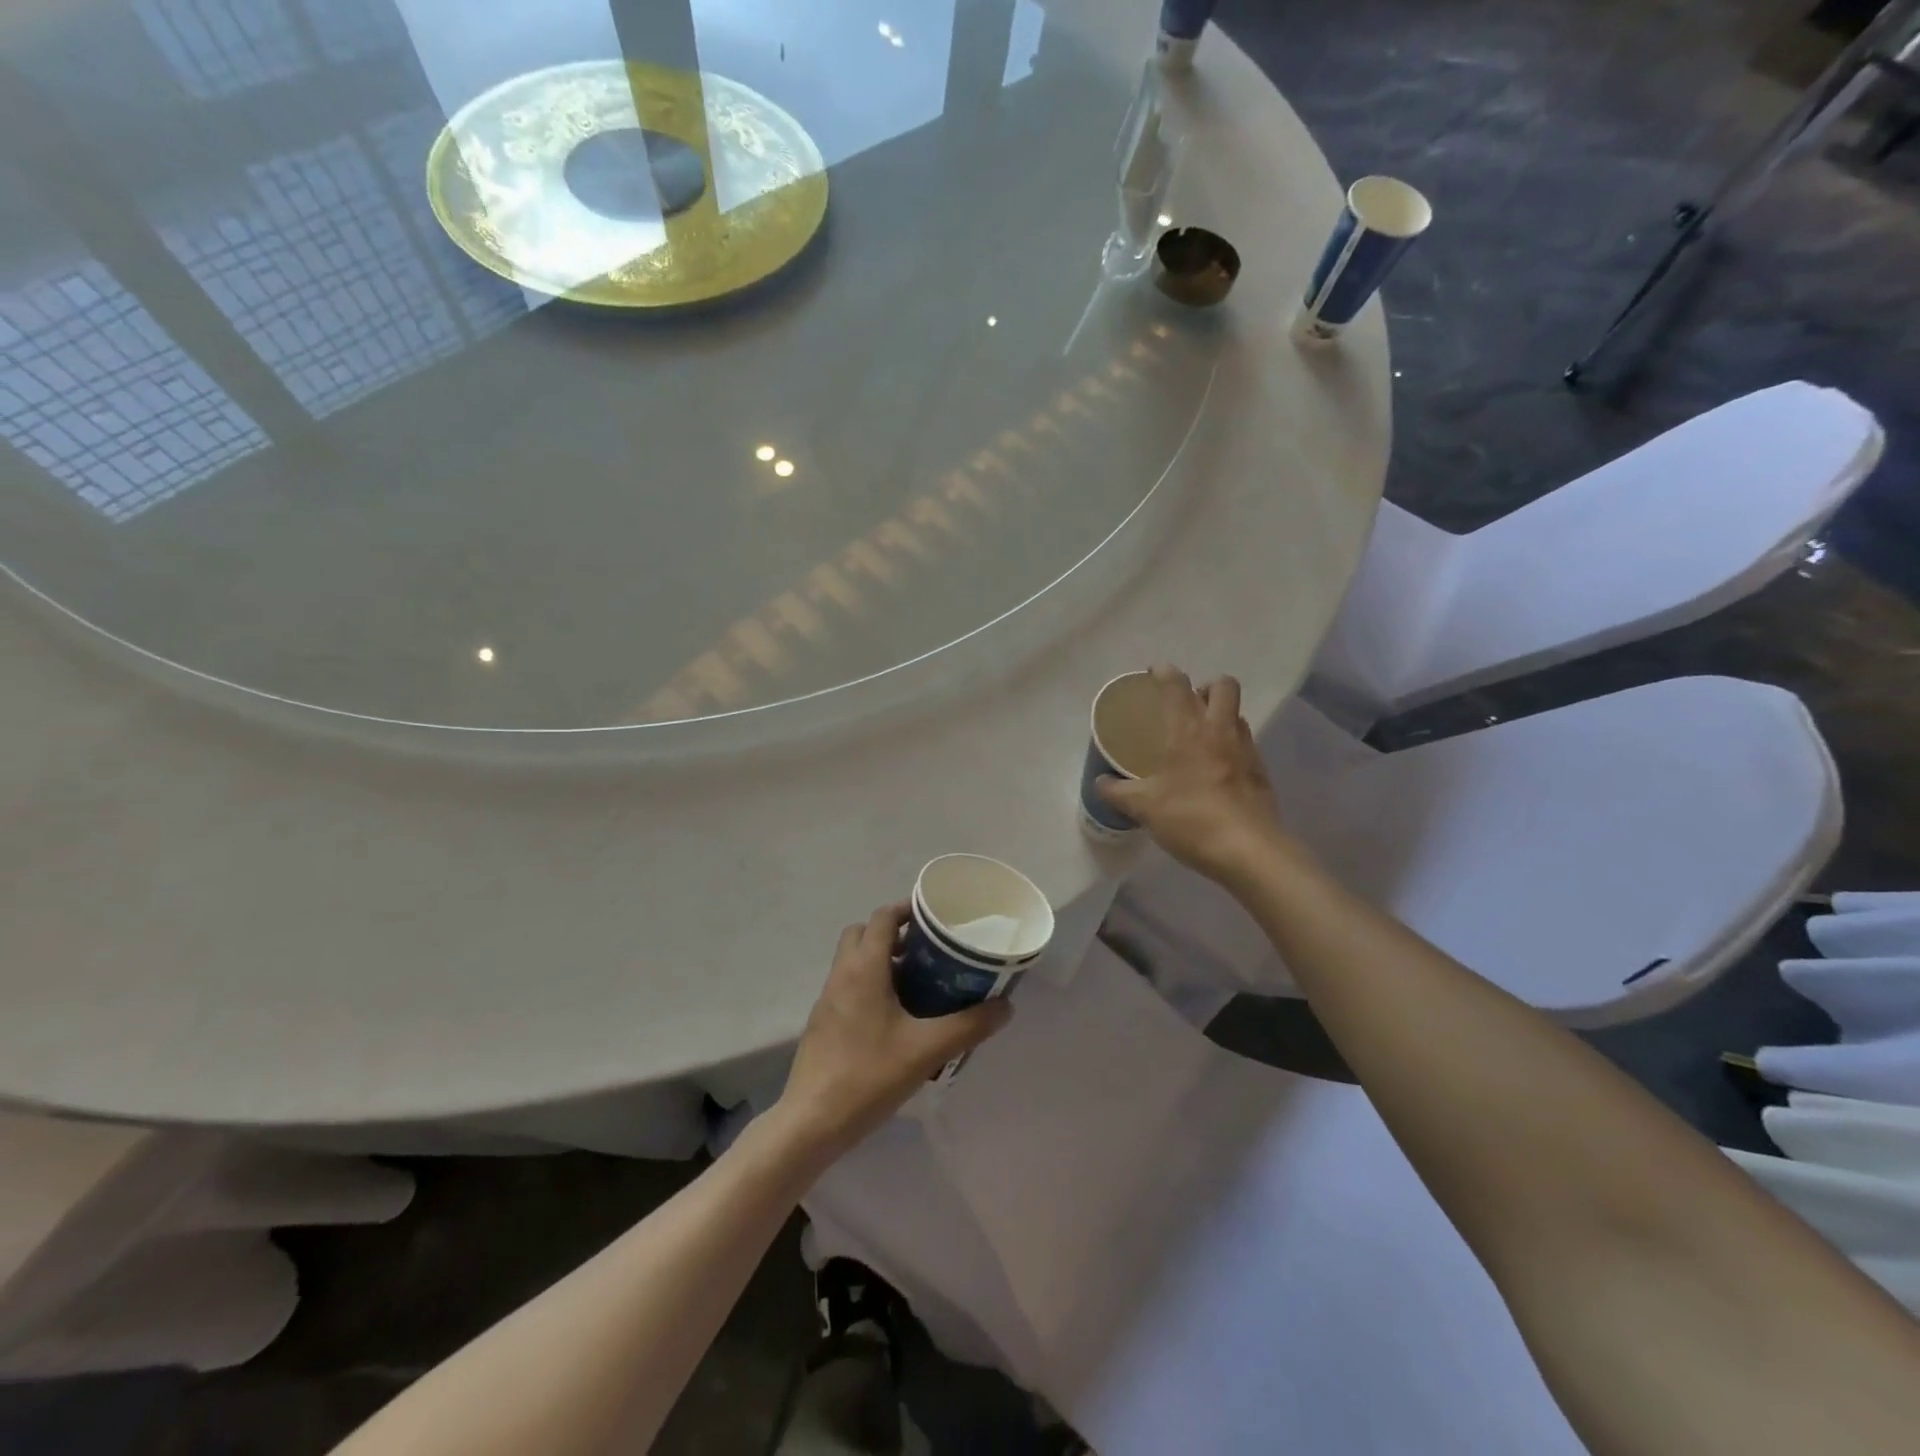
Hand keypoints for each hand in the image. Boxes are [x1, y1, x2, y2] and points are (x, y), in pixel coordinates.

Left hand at [774, 903, 1011, 1155]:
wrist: (812, 1122)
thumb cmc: (869, 1076)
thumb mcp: (927, 1050)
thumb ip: (969, 1025)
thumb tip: (1005, 1006)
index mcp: (863, 968)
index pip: (883, 917)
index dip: (908, 909)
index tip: (935, 917)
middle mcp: (842, 974)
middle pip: (863, 933)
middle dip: (893, 933)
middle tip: (926, 950)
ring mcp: (827, 999)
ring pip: (853, 960)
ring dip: (881, 959)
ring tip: (917, 982)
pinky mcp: (822, 1023)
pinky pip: (848, 986)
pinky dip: (869, 984)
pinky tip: (895, 1017)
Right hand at [1096, 664, 1289, 881]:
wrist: (1249, 851)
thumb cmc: (1191, 818)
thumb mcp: (1144, 808)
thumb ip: (1118, 792)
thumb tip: (1100, 783)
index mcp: (1188, 730)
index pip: (1177, 686)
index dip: (1165, 672)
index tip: (1154, 673)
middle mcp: (1220, 730)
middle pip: (1223, 686)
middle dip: (1205, 686)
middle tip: (1187, 705)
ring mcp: (1246, 750)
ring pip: (1237, 714)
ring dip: (1221, 715)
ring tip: (1200, 737)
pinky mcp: (1261, 772)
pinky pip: (1245, 744)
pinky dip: (1230, 746)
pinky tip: (1215, 770)